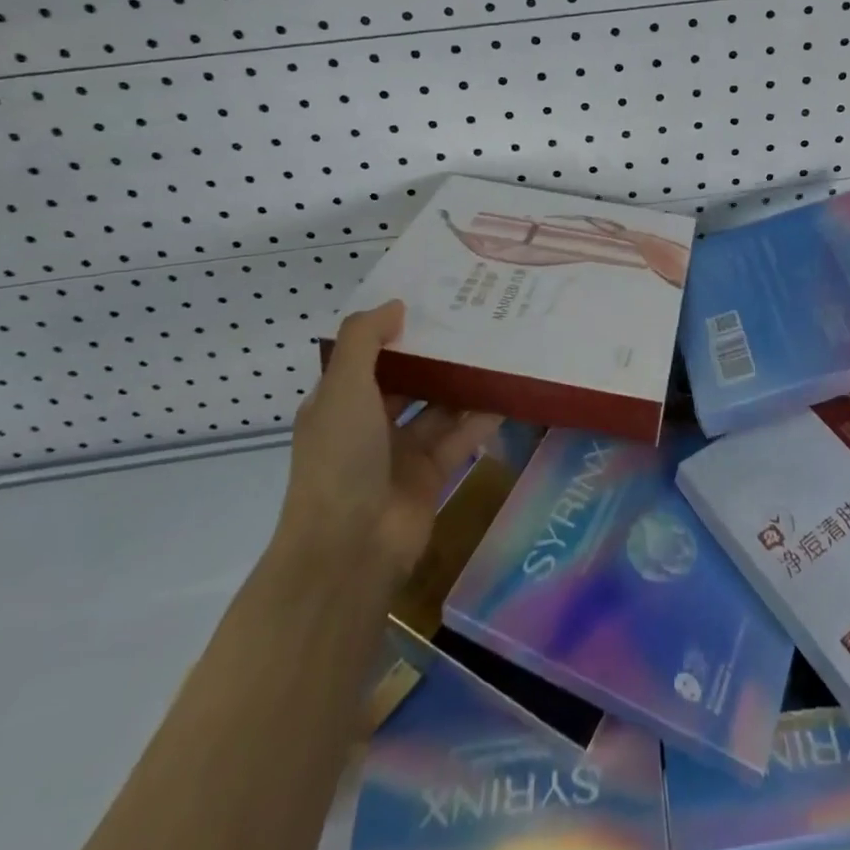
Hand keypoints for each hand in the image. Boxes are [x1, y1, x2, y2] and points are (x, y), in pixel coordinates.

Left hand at [273, 300, 501, 583]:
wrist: (350, 550)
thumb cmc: (340, 459)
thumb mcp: (343, 388)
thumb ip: (366, 339)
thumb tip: (396, 304)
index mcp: (340, 402)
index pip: (369, 356)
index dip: (397, 329)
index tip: (433, 299)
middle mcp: (369, 423)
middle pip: (410, 379)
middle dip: (438, 354)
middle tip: (477, 318)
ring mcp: (401, 451)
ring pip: (439, 407)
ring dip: (464, 383)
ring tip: (500, 347)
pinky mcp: (433, 474)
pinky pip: (461, 436)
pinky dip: (481, 416)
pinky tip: (509, 391)